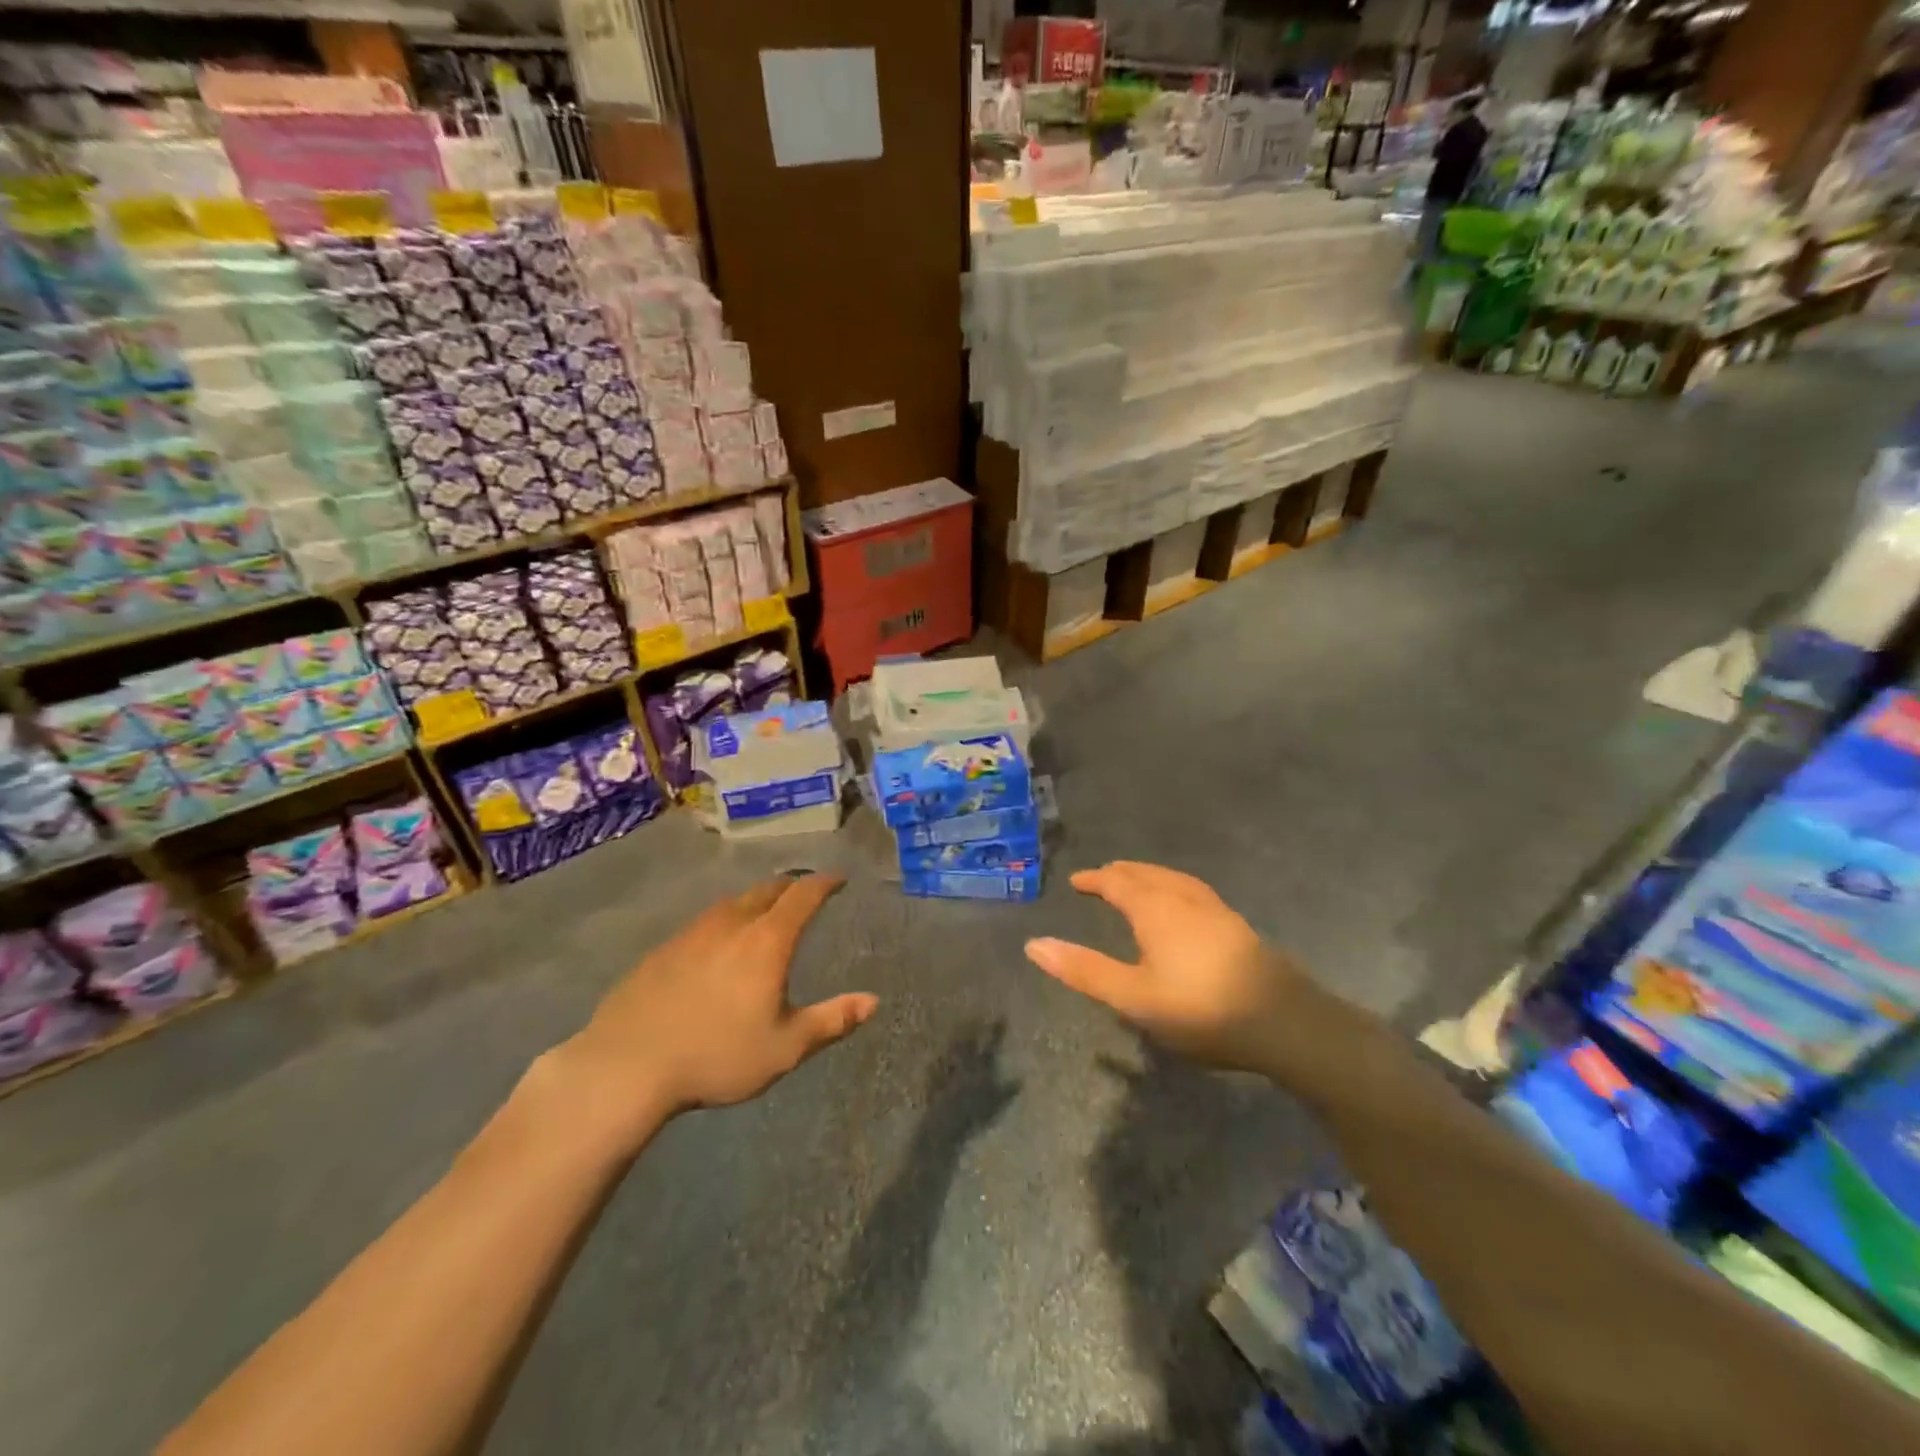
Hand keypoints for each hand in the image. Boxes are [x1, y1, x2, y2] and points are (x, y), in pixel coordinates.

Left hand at [554, 874, 877, 1139]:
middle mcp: (731, 924)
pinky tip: (716, 946)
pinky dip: (723, 922)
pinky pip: (703, 923)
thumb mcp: (785, 1047)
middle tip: (804, 893)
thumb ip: (832, 1021)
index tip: (839, 879)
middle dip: (790, 886)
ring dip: (754, 901)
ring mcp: (692, 933)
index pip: (802, 895)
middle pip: (766, 890)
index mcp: (766, 941)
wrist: (627, 1066)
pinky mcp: (662, 950)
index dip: (824, 883)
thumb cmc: (717, 1056)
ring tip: (763, 914)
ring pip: (731, 903)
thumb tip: (873, 1001)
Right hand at [1025, 861, 1308, 1074]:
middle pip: (1146, 874)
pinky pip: (1192, 890)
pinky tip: (1183, 905)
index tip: (1077, 881)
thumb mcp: (1132, 996)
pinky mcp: (1236, 925)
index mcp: (1154, 908)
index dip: (1095, 879)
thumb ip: (1083, 970)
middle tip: (1102, 877)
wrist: (1283, 1021)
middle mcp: (1183, 898)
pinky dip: (1173, 886)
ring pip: (1173, 879)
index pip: (1117, 882)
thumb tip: (1033, 944)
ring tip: (1137, 882)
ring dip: (1148, 875)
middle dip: (1121, 873)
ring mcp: (1214, 909)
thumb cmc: (1199, 1008)